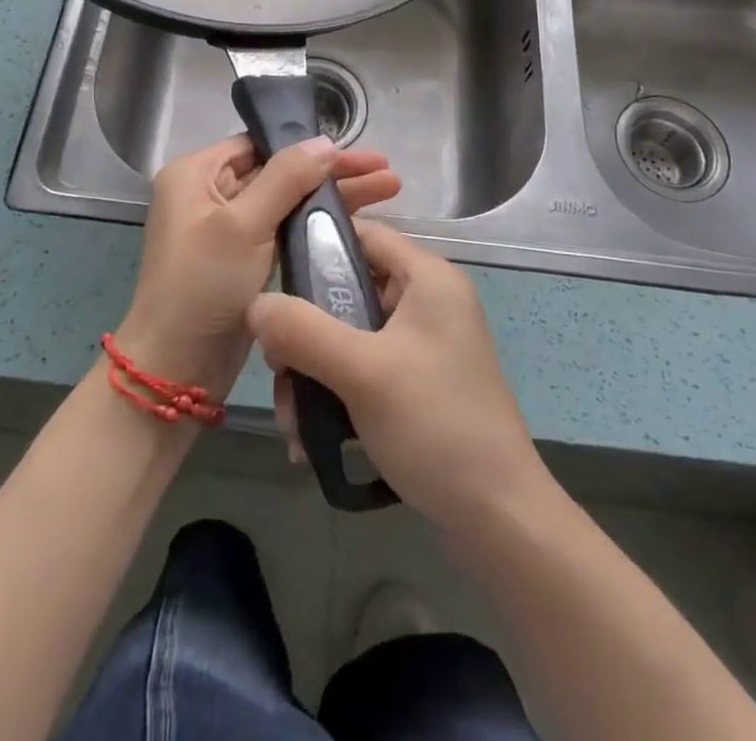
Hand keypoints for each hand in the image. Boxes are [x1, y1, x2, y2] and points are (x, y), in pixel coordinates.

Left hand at [116, 135, 401, 400]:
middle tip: (385, 171)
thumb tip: (325, 141)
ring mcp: (226, 228)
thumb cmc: (203, 284)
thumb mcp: (244, 224)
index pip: (259, 144)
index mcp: (196, 174)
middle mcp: (208, 193)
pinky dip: (316, 224)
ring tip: (389, 189)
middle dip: (332, 172)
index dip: (308, 145)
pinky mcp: (242, 260)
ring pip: (287, 201)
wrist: (177, 368)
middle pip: (279, 171)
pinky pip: (284, 230)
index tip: (355, 150)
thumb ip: (287, 178)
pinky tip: (356, 221)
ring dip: (332, 197)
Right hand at [246, 220, 546, 531]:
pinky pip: (362, 371)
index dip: (314, 246)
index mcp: (427, 278)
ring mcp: (423, 346)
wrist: (500, 521)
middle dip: (304, 331)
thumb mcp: (363, 372)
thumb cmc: (436, 426)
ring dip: (313, 374)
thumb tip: (254, 303)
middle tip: (277, 370)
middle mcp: (427, 302)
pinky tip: (310, 441)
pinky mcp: (417, 384)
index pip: (362, 234)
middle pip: (348, 290)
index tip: (270, 280)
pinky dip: (334, 396)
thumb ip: (304, 330)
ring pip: (348, 336)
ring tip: (292, 425)